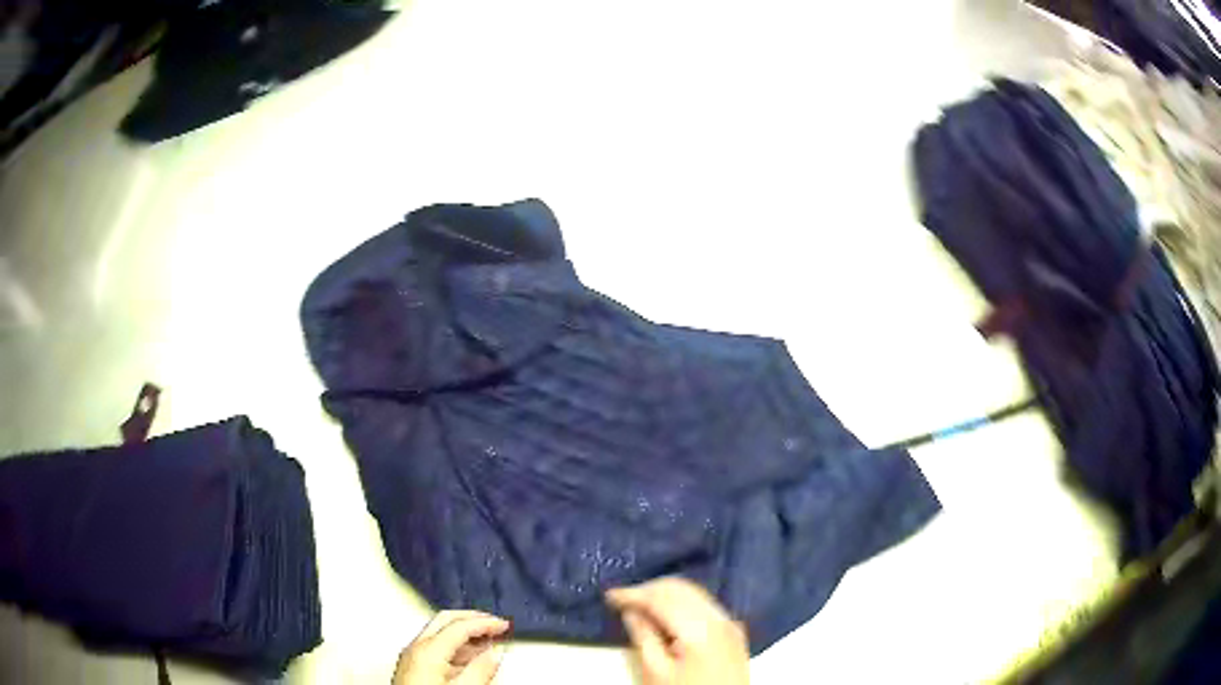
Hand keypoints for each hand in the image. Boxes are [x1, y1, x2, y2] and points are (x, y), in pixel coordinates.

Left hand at [393, 610, 509, 684]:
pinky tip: (469, 657)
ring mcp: (411, 657)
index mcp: (428, 650)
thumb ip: (480, 671)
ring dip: (464, 632)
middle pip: (445, 620)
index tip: (504, 625)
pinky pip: (435, 646)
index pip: (460, 625)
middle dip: (472, 619)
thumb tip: (493, 656)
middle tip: (495, 623)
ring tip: (488, 639)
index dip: (485, 623)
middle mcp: (415, 648)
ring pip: (439, 632)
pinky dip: (455, 646)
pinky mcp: (412, 668)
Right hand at [606, 578, 749, 684]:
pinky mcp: (734, 632)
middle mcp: (720, 618)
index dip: (633, 593)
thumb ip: (643, 636)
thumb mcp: (655, 671)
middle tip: (623, 601)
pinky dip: (684, 605)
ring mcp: (730, 624)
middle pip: (682, 589)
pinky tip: (666, 618)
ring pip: (695, 594)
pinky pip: (706, 607)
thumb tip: (631, 611)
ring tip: (640, 608)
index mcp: (700, 628)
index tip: (609, 596)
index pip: (662, 598)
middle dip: (650, 590)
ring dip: (667, 596)